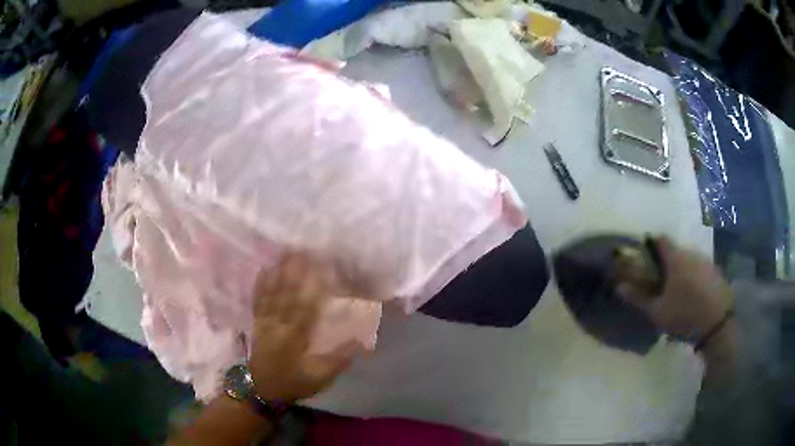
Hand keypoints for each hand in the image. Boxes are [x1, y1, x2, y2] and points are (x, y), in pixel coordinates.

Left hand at [249, 253, 360, 402]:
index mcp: (296, 338)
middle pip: (288, 294)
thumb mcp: (321, 377)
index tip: (324, 268)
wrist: (262, 389)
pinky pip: (258, 300)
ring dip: (280, 272)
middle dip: (296, 271)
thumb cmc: (294, 382)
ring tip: (288, 252)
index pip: (307, 307)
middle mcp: (279, 325)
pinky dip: (261, 284)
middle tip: (306, 250)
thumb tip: (360, 339)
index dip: (314, 287)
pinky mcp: (257, 322)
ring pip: (273, 292)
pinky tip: (264, 269)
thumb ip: (339, 358)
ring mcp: (265, 321)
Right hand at [616, 237, 732, 340]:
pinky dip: (694, 276)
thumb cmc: (684, 315)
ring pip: (689, 259)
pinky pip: (700, 268)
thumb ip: (639, 298)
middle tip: (661, 282)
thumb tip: (619, 287)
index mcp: (676, 258)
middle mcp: (691, 253)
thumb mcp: (657, 312)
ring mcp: (705, 261)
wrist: (717, 324)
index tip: (645, 258)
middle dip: (666, 262)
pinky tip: (693, 294)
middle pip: (675, 250)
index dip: (651, 244)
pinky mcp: (715, 271)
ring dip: (681, 269)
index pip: (660, 239)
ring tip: (678, 291)